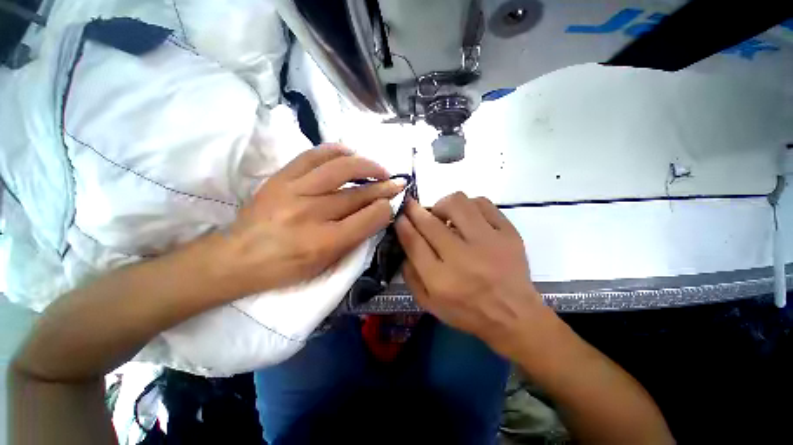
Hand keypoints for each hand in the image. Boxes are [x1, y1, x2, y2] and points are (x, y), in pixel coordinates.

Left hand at [219, 145, 404, 295]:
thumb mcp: (326, 263)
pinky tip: (350, 154)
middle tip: (397, 183)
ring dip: (367, 165)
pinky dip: (337, 151)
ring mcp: (294, 191)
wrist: (238, 257)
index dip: (385, 208)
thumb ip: (355, 238)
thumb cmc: (286, 267)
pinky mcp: (281, 177)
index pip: (368, 219)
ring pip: (341, 168)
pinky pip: (314, 155)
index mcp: (325, 243)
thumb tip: (377, 213)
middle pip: (358, 194)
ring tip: (378, 169)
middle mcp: (312, 214)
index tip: (392, 204)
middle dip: (384, 187)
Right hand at [395, 192, 546, 357]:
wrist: (513, 315)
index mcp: (441, 280)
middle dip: (414, 209)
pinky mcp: (509, 234)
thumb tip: (404, 243)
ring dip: (442, 204)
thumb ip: (410, 275)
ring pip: (458, 204)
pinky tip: (467, 216)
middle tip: (411, 205)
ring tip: (443, 214)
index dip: (403, 224)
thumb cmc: (468, 312)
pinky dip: (469, 205)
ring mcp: (489, 243)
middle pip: (430, 222)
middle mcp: (463, 258)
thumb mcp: (429, 304)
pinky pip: (483, 203)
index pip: (414, 242)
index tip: (399, 214)